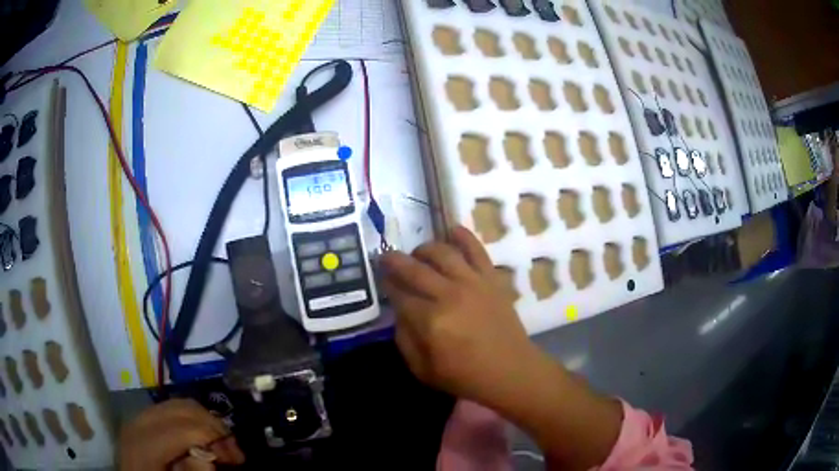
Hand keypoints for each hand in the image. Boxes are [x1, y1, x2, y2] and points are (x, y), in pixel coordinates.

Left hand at [118, 399, 244, 470]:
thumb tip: (208, 460)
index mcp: (144, 444)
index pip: (185, 427)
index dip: (216, 438)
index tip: (238, 459)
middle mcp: (139, 422)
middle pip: (183, 409)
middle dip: (213, 426)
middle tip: (233, 451)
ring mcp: (139, 417)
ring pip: (179, 404)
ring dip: (205, 421)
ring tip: (220, 444)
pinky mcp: (142, 419)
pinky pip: (171, 409)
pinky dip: (192, 420)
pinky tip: (201, 439)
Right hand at [381, 226, 538, 405]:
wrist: (510, 371)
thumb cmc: (465, 376)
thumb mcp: (422, 370)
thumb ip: (404, 340)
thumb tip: (399, 312)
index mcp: (429, 321)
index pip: (399, 294)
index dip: (387, 285)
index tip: (382, 279)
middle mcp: (448, 295)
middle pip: (414, 269)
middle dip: (395, 261)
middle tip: (386, 257)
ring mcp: (472, 283)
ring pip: (441, 252)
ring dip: (424, 249)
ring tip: (418, 254)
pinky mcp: (491, 278)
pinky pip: (476, 249)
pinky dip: (463, 236)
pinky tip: (451, 230)